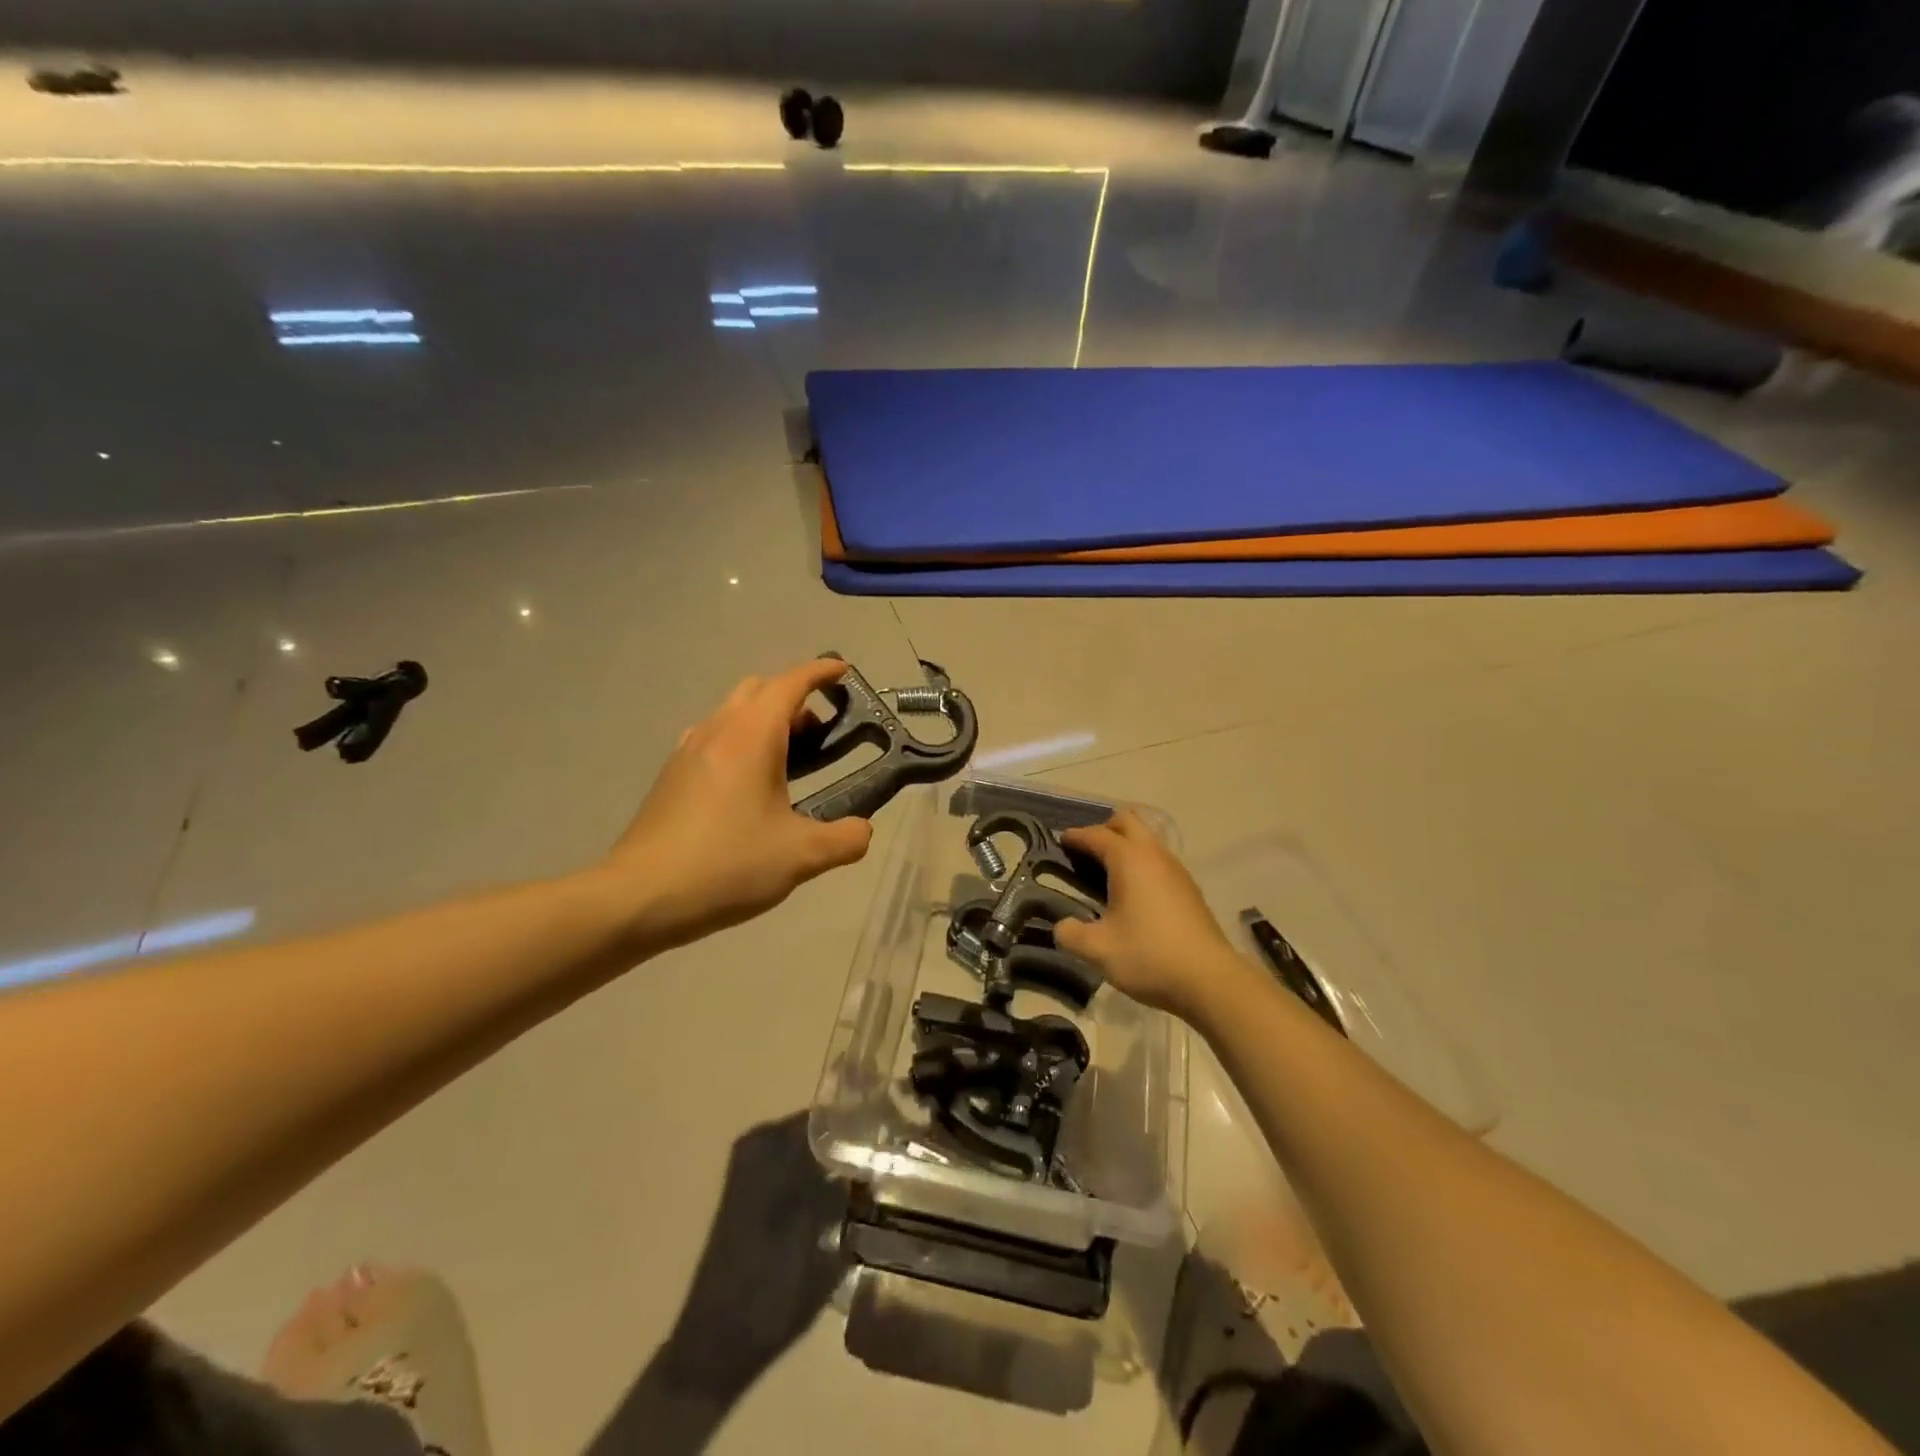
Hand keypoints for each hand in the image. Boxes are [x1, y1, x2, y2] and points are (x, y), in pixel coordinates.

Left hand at [603, 659, 872, 951]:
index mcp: (751, 736)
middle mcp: (717, 730)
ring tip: (789, 758)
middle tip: (821, 731)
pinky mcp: (672, 775)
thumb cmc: (727, 864)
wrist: (640, 896)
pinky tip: (748, 783)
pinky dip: (740, 740)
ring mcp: (688, 750)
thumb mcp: (801, 857)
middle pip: (759, 689)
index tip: (844, 671)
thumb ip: (845, 839)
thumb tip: (861, 830)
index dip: (820, 672)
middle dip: (794, 696)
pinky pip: (714, 736)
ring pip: (733, 712)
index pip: (790, 683)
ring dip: (765, 718)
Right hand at [1054, 811, 1243, 1019]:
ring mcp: (1177, 871)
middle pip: (1128, 822)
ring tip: (1107, 872)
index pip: (1097, 835)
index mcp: (1129, 860)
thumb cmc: (1149, 956)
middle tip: (1086, 852)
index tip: (1060, 841)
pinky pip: (1159, 861)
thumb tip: (1061, 927)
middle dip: (1104, 829)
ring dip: (1126, 846)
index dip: (1076, 836)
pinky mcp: (1189, 890)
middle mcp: (1154, 856)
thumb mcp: (1098, 949)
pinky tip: (1134, 894)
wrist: (1210, 980)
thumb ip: (1070, 934)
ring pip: (1148, 840)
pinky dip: (1142, 864)